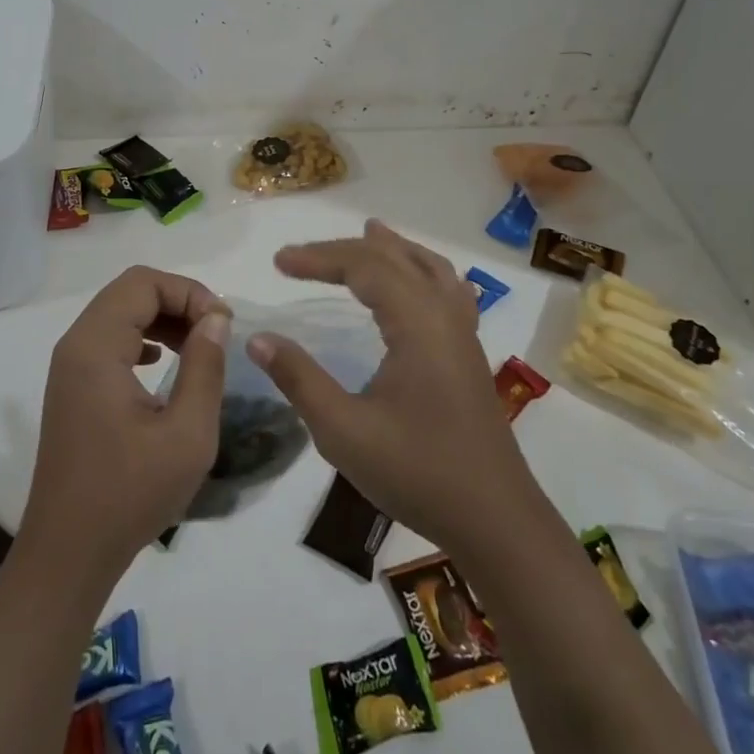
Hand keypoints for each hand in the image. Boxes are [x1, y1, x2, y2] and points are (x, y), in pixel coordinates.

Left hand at [20, 266, 229, 578]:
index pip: (143, 283)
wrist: (68, 555)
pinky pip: (110, 340)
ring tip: (199, 346)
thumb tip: (216, 319)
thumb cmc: (129, 494)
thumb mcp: (187, 434)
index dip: (189, 292)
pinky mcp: (73, 388)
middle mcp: (75, 345)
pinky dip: (143, 338)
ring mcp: (69, 367)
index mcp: (95, 347)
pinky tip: (166, 362)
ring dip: (162, 318)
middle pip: (130, 292)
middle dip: (178, 300)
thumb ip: (206, 367)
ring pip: (120, 313)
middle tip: (216, 331)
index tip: (223, 325)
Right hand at [247, 220, 539, 552]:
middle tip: (301, 257)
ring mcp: (464, 334)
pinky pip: (448, 291)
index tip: (278, 262)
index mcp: (417, 323)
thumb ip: (299, 379)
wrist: (495, 521)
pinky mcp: (470, 355)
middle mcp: (444, 315)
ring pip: (429, 268)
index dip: (319, 258)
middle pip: (394, 259)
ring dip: (394, 249)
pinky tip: (419, 283)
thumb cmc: (417, 473)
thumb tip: (258, 339)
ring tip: (370, 232)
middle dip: (346, 250)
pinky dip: (424, 271)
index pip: (364, 266)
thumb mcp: (343, 431)